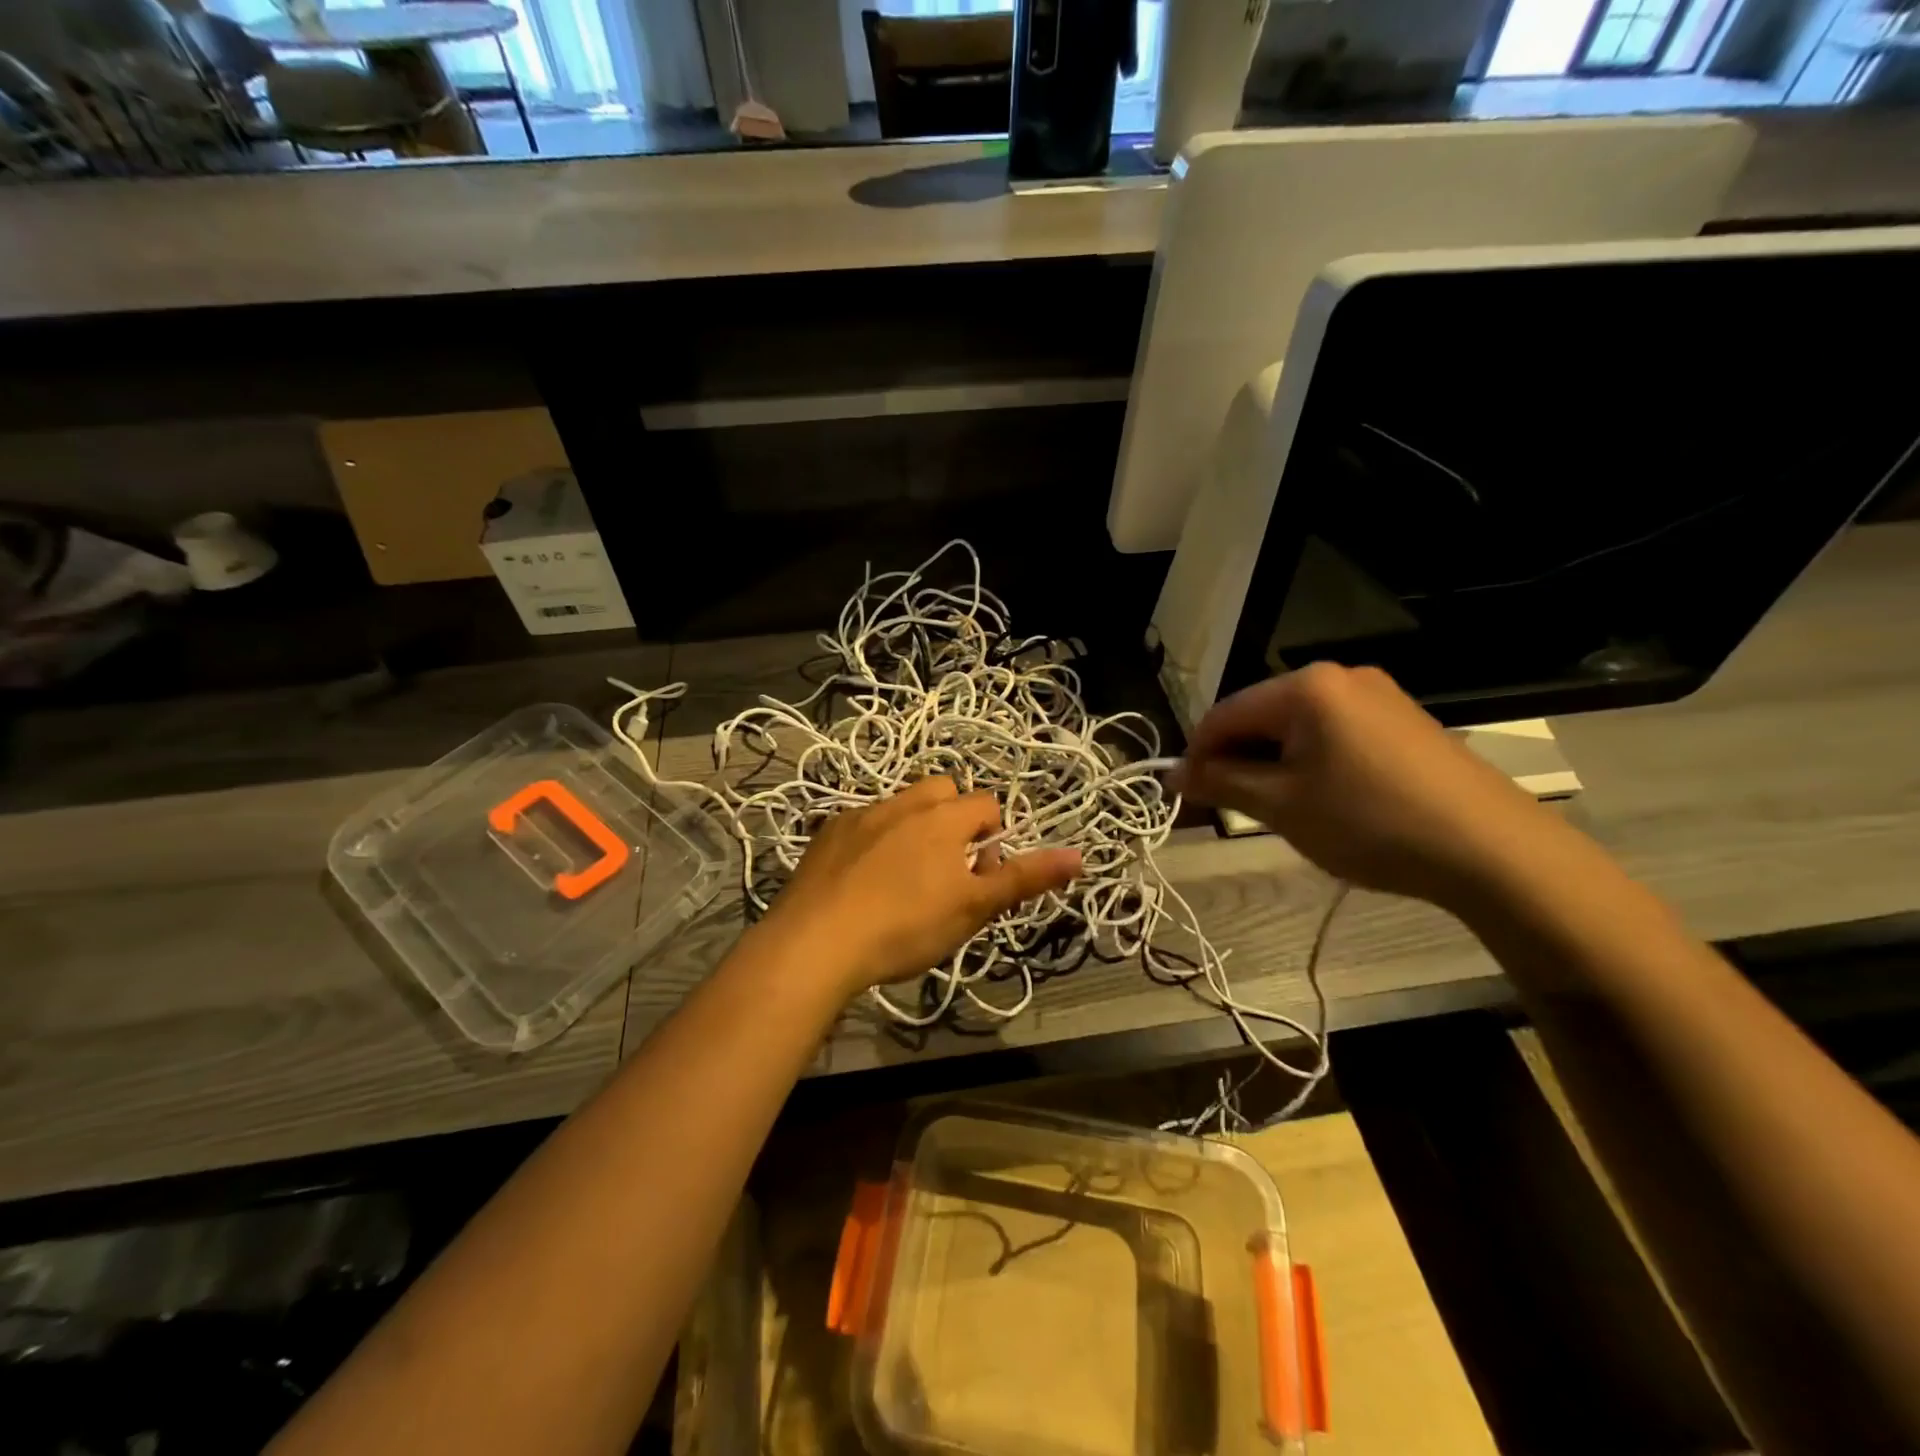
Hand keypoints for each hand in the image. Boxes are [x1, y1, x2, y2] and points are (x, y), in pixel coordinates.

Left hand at [757, 776, 1083, 996]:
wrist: (816, 942)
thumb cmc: (905, 926)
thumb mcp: (973, 908)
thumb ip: (1024, 878)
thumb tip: (1079, 856)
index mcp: (942, 817)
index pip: (986, 805)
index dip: (993, 839)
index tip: (978, 879)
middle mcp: (902, 803)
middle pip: (943, 791)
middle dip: (954, 821)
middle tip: (945, 873)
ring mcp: (860, 815)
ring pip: (901, 805)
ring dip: (914, 828)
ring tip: (903, 878)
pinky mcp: (827, 833)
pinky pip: (863, 823)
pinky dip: (874, 840)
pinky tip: (862, 881)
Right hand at [1170, 663, 1574, 907]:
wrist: (1492, 849)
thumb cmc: (1370, 822)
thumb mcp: (1281, 806)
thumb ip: (1220, 783)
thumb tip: (1172, 774)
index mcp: (1305, 687)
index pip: (1223, 714)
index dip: (1196, 755)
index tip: (1184, 797)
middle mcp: (1339, 676)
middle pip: (1260, 716)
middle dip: (1236, 760)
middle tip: (1228, 808)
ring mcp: (1377, 694)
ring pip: (1296, 726)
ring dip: (1271, 763)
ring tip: (1275, 809)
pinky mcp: (1402, 719)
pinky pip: (1332, 732)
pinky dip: (1309, 762)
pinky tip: (1320, 799)